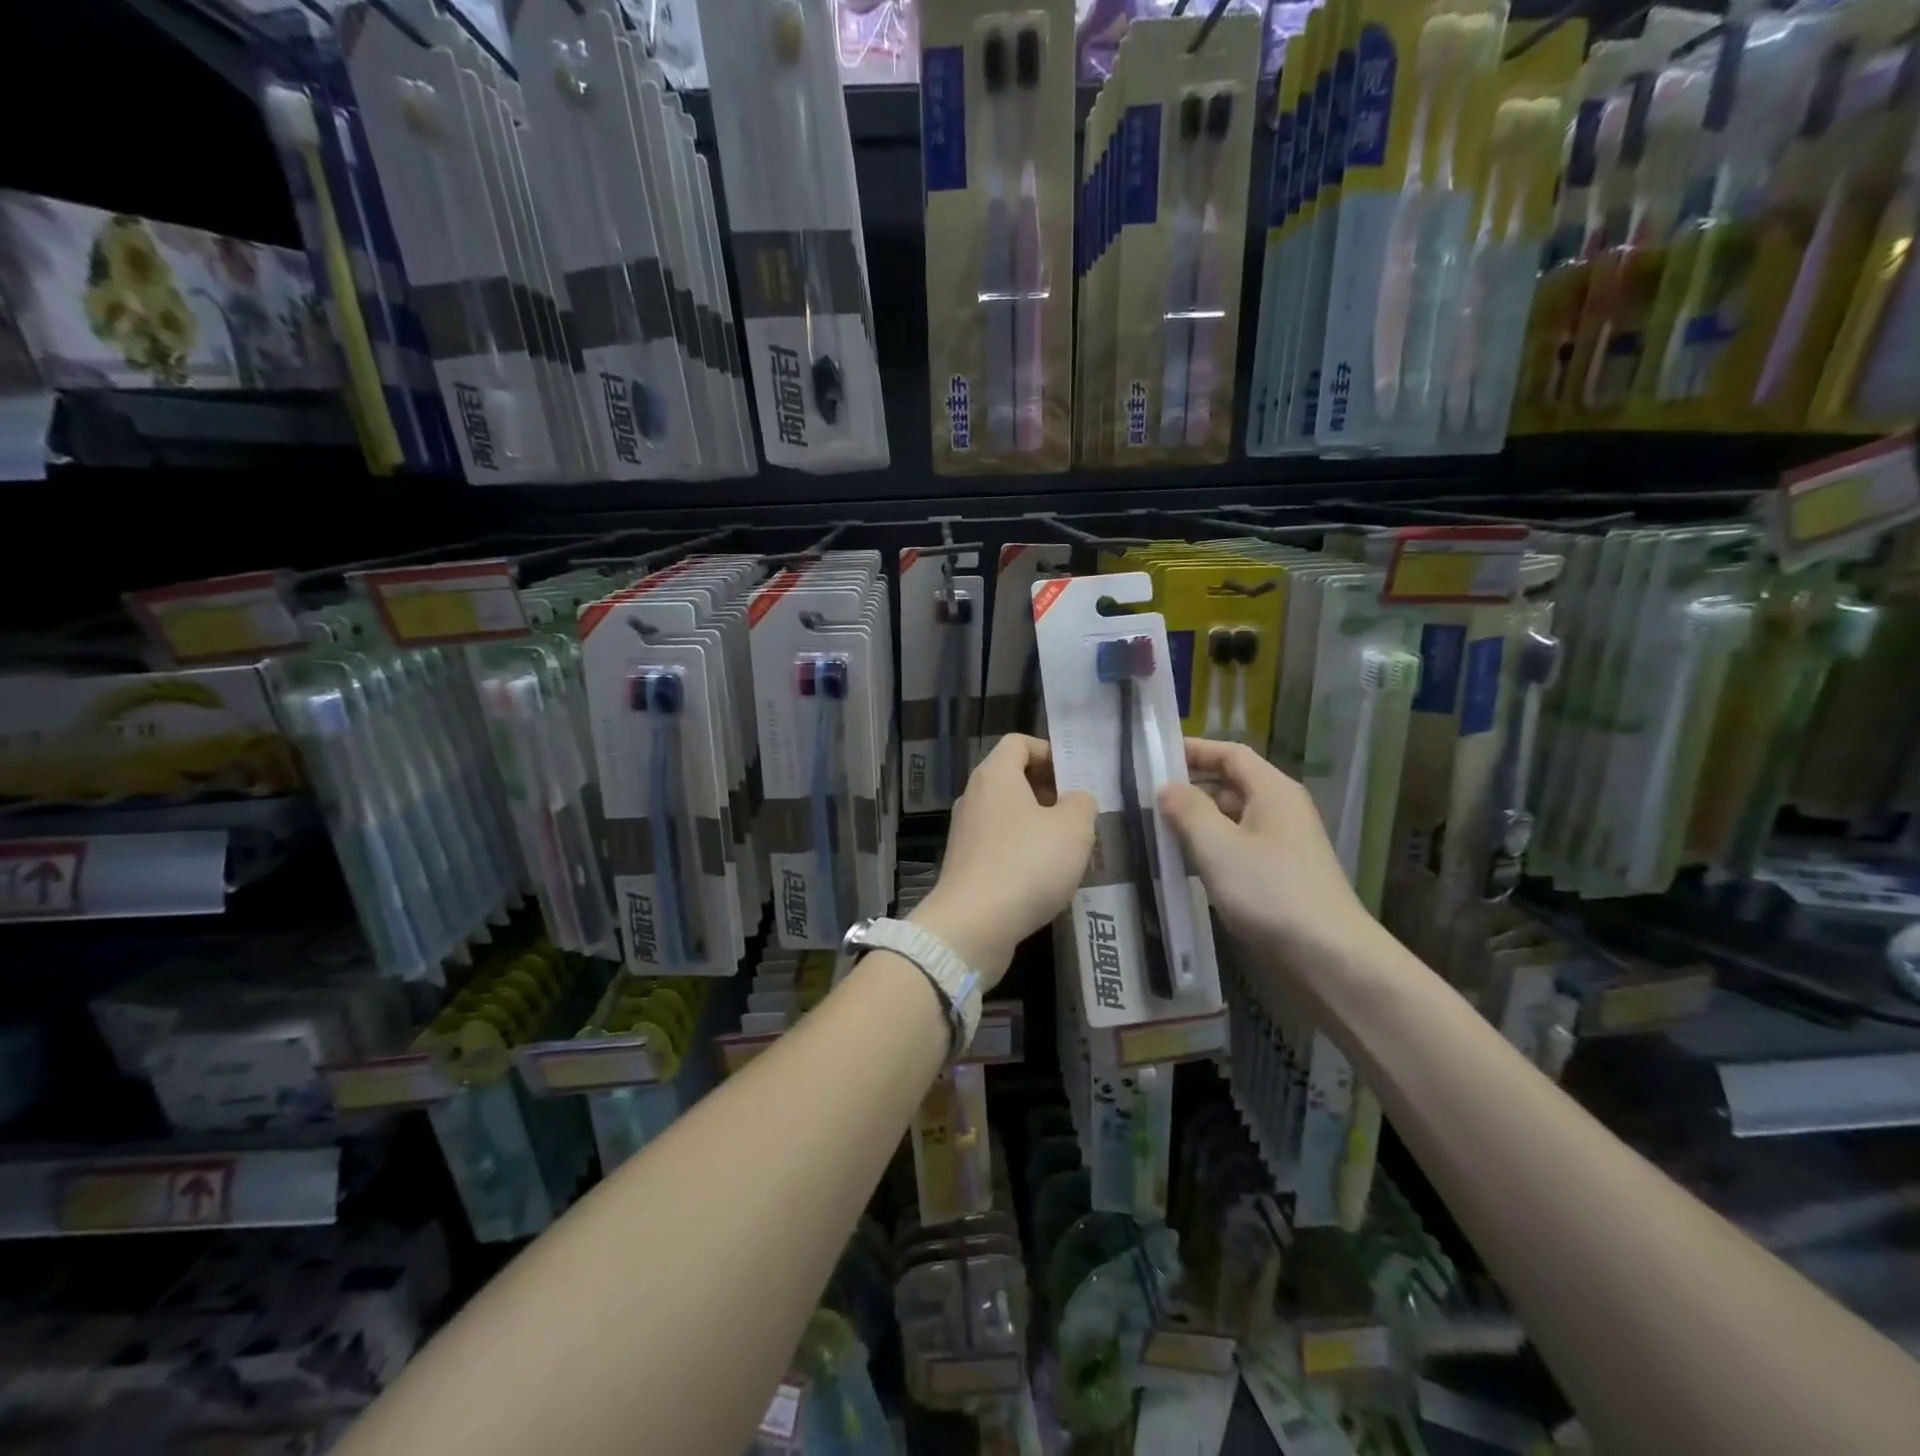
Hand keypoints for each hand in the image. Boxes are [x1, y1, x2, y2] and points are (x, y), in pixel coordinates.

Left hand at [911, 734, 1095, 987]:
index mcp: (994, 775)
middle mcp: (973, 797)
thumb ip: (1082, 804)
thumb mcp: (1073, 828)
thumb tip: (1075, 800)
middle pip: (1012, 778)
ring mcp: (966, 832)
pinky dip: (1022, 852)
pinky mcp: (965, 865)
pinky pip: (999, 845)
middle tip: (1079, 816)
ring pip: (1008, 815)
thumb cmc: (1026, 864)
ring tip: (1069, 850)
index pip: (1018, 743)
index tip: (1074, 778)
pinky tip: (1045, 878)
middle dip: (1048, 792)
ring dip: (1038, 826)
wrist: (973, 925)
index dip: (1049, 752)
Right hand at [1157, 739, 1377, 963]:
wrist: (1329, 956)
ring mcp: (1284, 843)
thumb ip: (1187, 810)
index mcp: (1273, 790)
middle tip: (1147, 797)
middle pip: (1231, 784)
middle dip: (1191, 787)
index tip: (1155, 755)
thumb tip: (1167, 788)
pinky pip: (1240, 846)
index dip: (1194, 750)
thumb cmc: (1270, 891)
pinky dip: (1212, 847)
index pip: (1230, 753)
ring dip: (1198, 820)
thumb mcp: (1217, 846)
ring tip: (1157, 829)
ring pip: (1233, 818)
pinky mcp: (1281, 874)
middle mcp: (1281, 809)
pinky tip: (1186, 864)